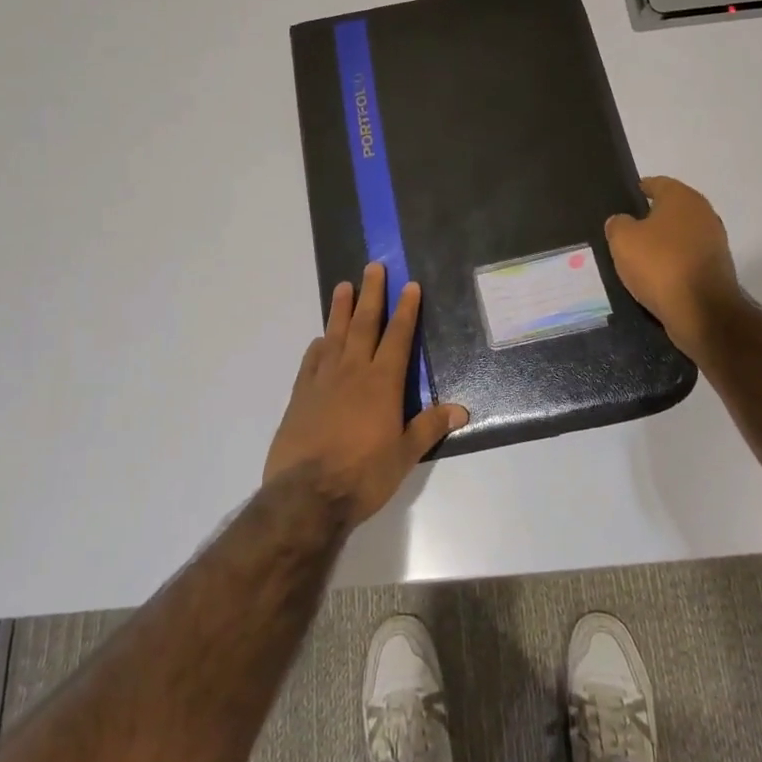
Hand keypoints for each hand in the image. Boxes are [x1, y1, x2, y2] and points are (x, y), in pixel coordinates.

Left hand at [265, 263, 469, 523]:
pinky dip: (318, 346)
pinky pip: (311, 361)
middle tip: (373, 266)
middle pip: (364, 324)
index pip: (398, 337)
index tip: (409, 285)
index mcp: (382, 383)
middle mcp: (353, 371)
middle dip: (372, 294)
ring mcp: (323, 380)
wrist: (306, 495)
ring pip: (335, 335)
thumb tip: (461, 410)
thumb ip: (429, 427)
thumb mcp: (404, 455)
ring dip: (341, 309)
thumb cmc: (363, 475)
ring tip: (344, 285)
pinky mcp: (300, 395)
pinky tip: (321, 338)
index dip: (406, 310)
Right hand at [604, 176, 745, 360]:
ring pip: (680, 235)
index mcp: (682, 197)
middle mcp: (703, 213)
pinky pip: (687, 258)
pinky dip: (673, 263)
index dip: (638, 190)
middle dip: (650, 218)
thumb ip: (617, 224)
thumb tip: (622, 222)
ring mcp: (714, 242)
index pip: (657, 183)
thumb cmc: (660, 265)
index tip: (623, 201)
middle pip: (671, 210)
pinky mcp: (717, 268)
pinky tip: (656, 276)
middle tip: (625, 231)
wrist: (703, 312)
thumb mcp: (622, 240)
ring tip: (638, 257)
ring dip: (663, 243)